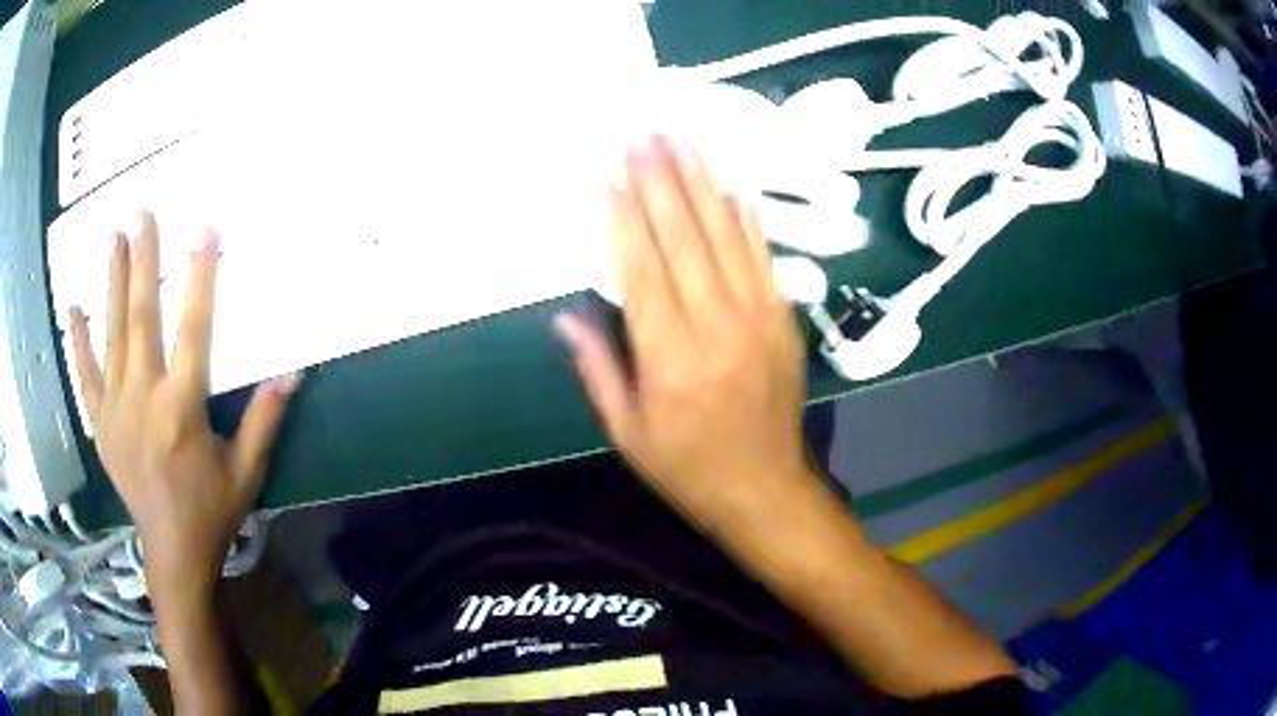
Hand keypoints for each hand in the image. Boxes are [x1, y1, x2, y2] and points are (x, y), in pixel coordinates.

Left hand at [68, 212, 298, 597]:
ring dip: (112, 282)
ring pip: (111, 334)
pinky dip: (78, 340)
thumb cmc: (210, 511)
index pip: (193, 327)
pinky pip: (85, 375)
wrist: (172, 551)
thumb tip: (292, 373)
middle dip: (143, 259)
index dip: (201, 275)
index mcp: (181, 408)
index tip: (205, 230)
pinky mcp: (101, 424)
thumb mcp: (246, 471)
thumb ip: (264, 419)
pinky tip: (74, 308)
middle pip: (141, 316)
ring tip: (113, 237)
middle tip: (143, 213)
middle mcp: (143, 398)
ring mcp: (115, 409)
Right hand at [555, 136, 815, 529]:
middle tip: (644, 131)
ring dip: (701, 181)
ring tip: (683, 136)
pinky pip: (762, 256)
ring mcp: (758, 317)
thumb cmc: (687, 468)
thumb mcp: (627, 433)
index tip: (610, 168)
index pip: (640, 267)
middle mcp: (715, 326)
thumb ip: (597, 367)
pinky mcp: (784, 318)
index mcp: (669, 357)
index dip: (623, 213)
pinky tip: (729, 182)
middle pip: (684, 237)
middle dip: (660, 178)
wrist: (765, 490)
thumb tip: (566, 314)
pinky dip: (745, 216)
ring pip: (725, 235)